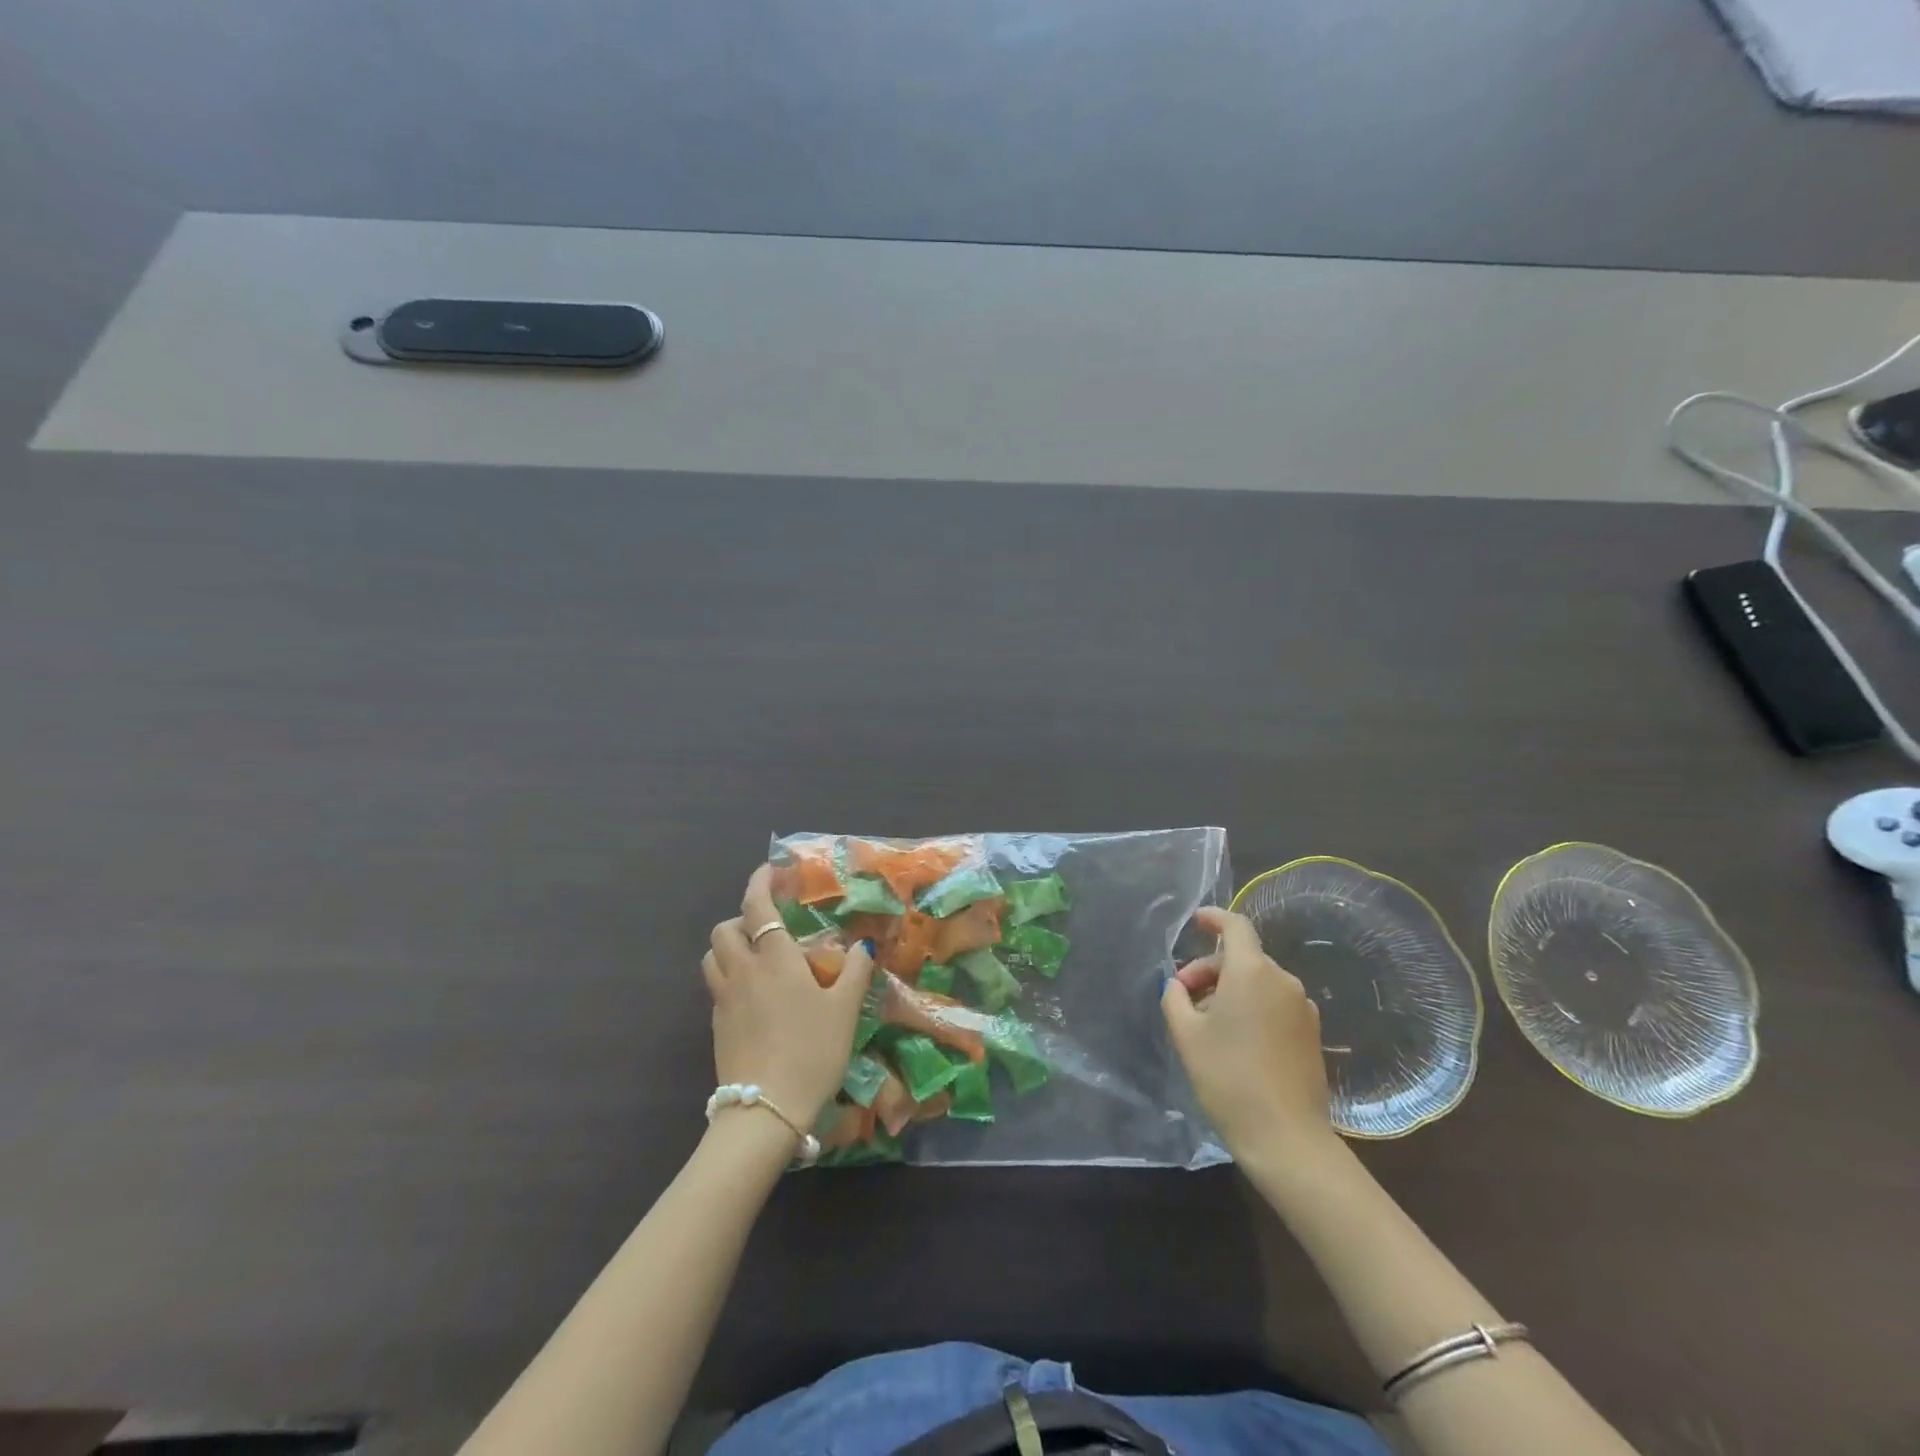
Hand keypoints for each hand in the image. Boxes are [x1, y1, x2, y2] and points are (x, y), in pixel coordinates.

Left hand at [703, 866, 875, 1128]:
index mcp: (775, 959)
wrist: (765, 1110)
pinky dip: (730, 977)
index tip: (770, 871)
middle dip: (741, 917)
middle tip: (768, 926)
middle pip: (724, 929)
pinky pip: (717, 987)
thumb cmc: (812, 1051)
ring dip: (729, 946)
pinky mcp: (716, 1026)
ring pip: (713, 957)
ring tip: (756, 957)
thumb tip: (862, 945)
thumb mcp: (845, 1010)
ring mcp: (724, 1000)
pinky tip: (755, 998)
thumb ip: (855, 972)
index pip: (757, 906)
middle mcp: (743, 971)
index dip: (760, 882)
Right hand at [1162, 906, 1337, 1158]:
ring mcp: (1303, 1008)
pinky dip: (1252, 1007)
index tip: (1196, 921)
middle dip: (1210, 969)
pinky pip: (1275, 1004)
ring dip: (1231, 990)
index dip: (1214, 918)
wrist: (1286, 1138)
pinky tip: (1235, 1040)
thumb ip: (1175, 998)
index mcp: (1252, 972)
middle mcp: (1283, 981)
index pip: (1236, 926)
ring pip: (1259, 982)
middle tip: (1184, 997)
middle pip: (1243, 957)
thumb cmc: (1228, 1078)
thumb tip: (1179, 986)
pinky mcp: (1312, 1034)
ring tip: (1206, 1023)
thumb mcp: (1186, 1035)